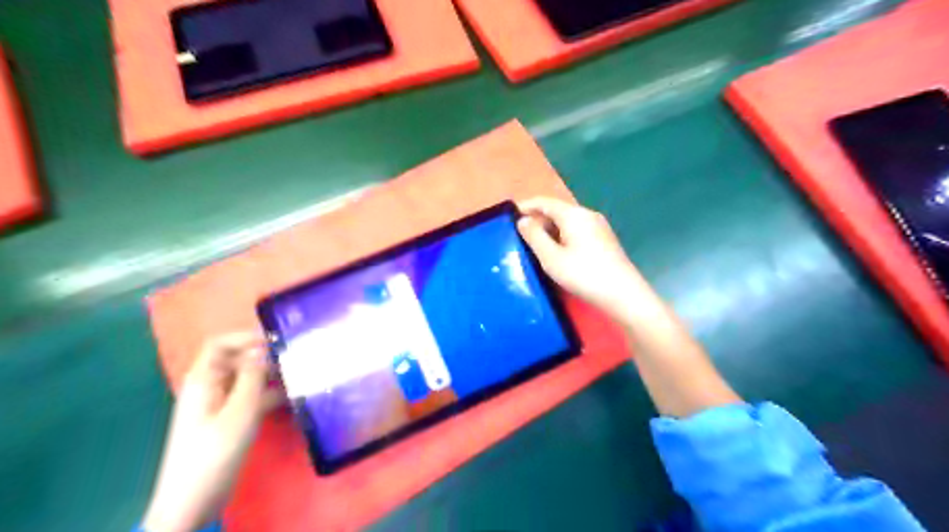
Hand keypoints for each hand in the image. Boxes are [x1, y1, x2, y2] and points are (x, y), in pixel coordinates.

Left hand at [140, 332, 280, 531]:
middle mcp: (209, 388)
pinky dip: (268, 394)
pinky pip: (250, 398)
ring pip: (246, 379)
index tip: (277, 341)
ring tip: (298, 375)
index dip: (246, 337)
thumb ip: (252, 377)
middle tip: (294, 359)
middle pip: (235, 360)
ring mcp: (218, 405)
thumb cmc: (214, 452)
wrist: (192, 501)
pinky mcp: (229, 421)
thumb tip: (263, 348)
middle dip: (264, 356)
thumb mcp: (239, 412)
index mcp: (203, 381)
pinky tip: (291, 397)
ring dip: (270, 376)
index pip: (220, 344)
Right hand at [518, 197, 653, 317]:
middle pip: (557, 211)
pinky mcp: (604, 240)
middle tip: (520, 236)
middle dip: (537, 220)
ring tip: (535, 246)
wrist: (623, 294)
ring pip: (567, 222)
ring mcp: (599, 227)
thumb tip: (523, 221)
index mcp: (574, 215)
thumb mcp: (551, 258)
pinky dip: (562, 237)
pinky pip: (577, 231)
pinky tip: (557, 253)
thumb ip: (534, 237)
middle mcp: (587, 215)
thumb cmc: (584, 274)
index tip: (510, 216)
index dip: (526, 206)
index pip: (545, 202)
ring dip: (550, 230)